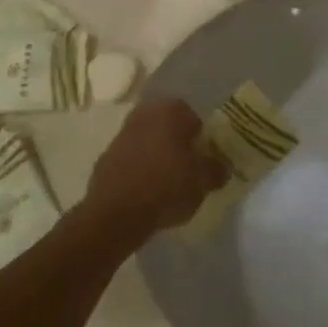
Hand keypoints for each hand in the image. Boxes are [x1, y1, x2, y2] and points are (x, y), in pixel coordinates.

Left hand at [83, 99, 227, 238]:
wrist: (114, 216)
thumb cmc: (166, 187)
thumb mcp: (203, 181)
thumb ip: (216, 170)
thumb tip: (223, 167)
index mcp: (171, 110)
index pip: (194, 118)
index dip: (202, 138)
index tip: (205, 157)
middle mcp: (145, 114)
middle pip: (169, 127)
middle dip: (178, 143)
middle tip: (188, 167)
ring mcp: (122, 135)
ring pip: (149, 141)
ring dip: (157, 155)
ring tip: (168, 183)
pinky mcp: (105, 158)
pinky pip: (131, 160)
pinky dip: (139, 170)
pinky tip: (146, 192)